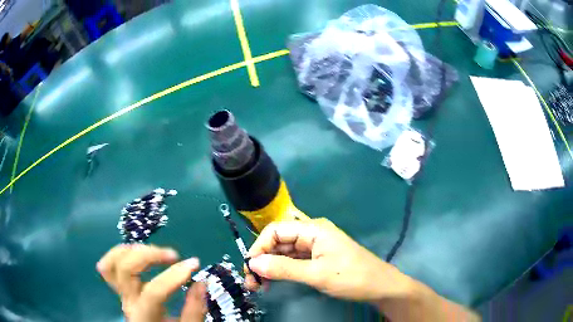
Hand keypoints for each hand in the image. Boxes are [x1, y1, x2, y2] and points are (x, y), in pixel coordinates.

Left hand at [97, 244, 206, 321]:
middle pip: (126, 269)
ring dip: (132, 251)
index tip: (194, 264)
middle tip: (173, 255)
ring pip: (111, 263)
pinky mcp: (120, 289)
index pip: (154, 291)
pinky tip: (136, 254)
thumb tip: (201, 282)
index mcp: (145, 315)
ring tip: (154, 252)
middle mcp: (128, 301)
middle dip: (149, 254)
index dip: (174, 275)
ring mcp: (121, 294)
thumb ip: (195, 310)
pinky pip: (108, 267)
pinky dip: (119, 255)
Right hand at [244, 218, 413, 301]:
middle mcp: (312, 233)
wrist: (380, 286)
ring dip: (270, 267)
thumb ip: (284, 268)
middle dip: (263, 260)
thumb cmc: (352, 277)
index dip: (259, 247)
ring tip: (259, 285)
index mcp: (313, 229)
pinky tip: (274, 281)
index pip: (276, 231)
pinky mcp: (318, 258)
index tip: (250, 268)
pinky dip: (282, 270)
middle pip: (278, 242)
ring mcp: (315, 246)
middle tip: (252, 282)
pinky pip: (294, 261)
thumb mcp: (316, 274)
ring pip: (284, 253)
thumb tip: (253, 263)